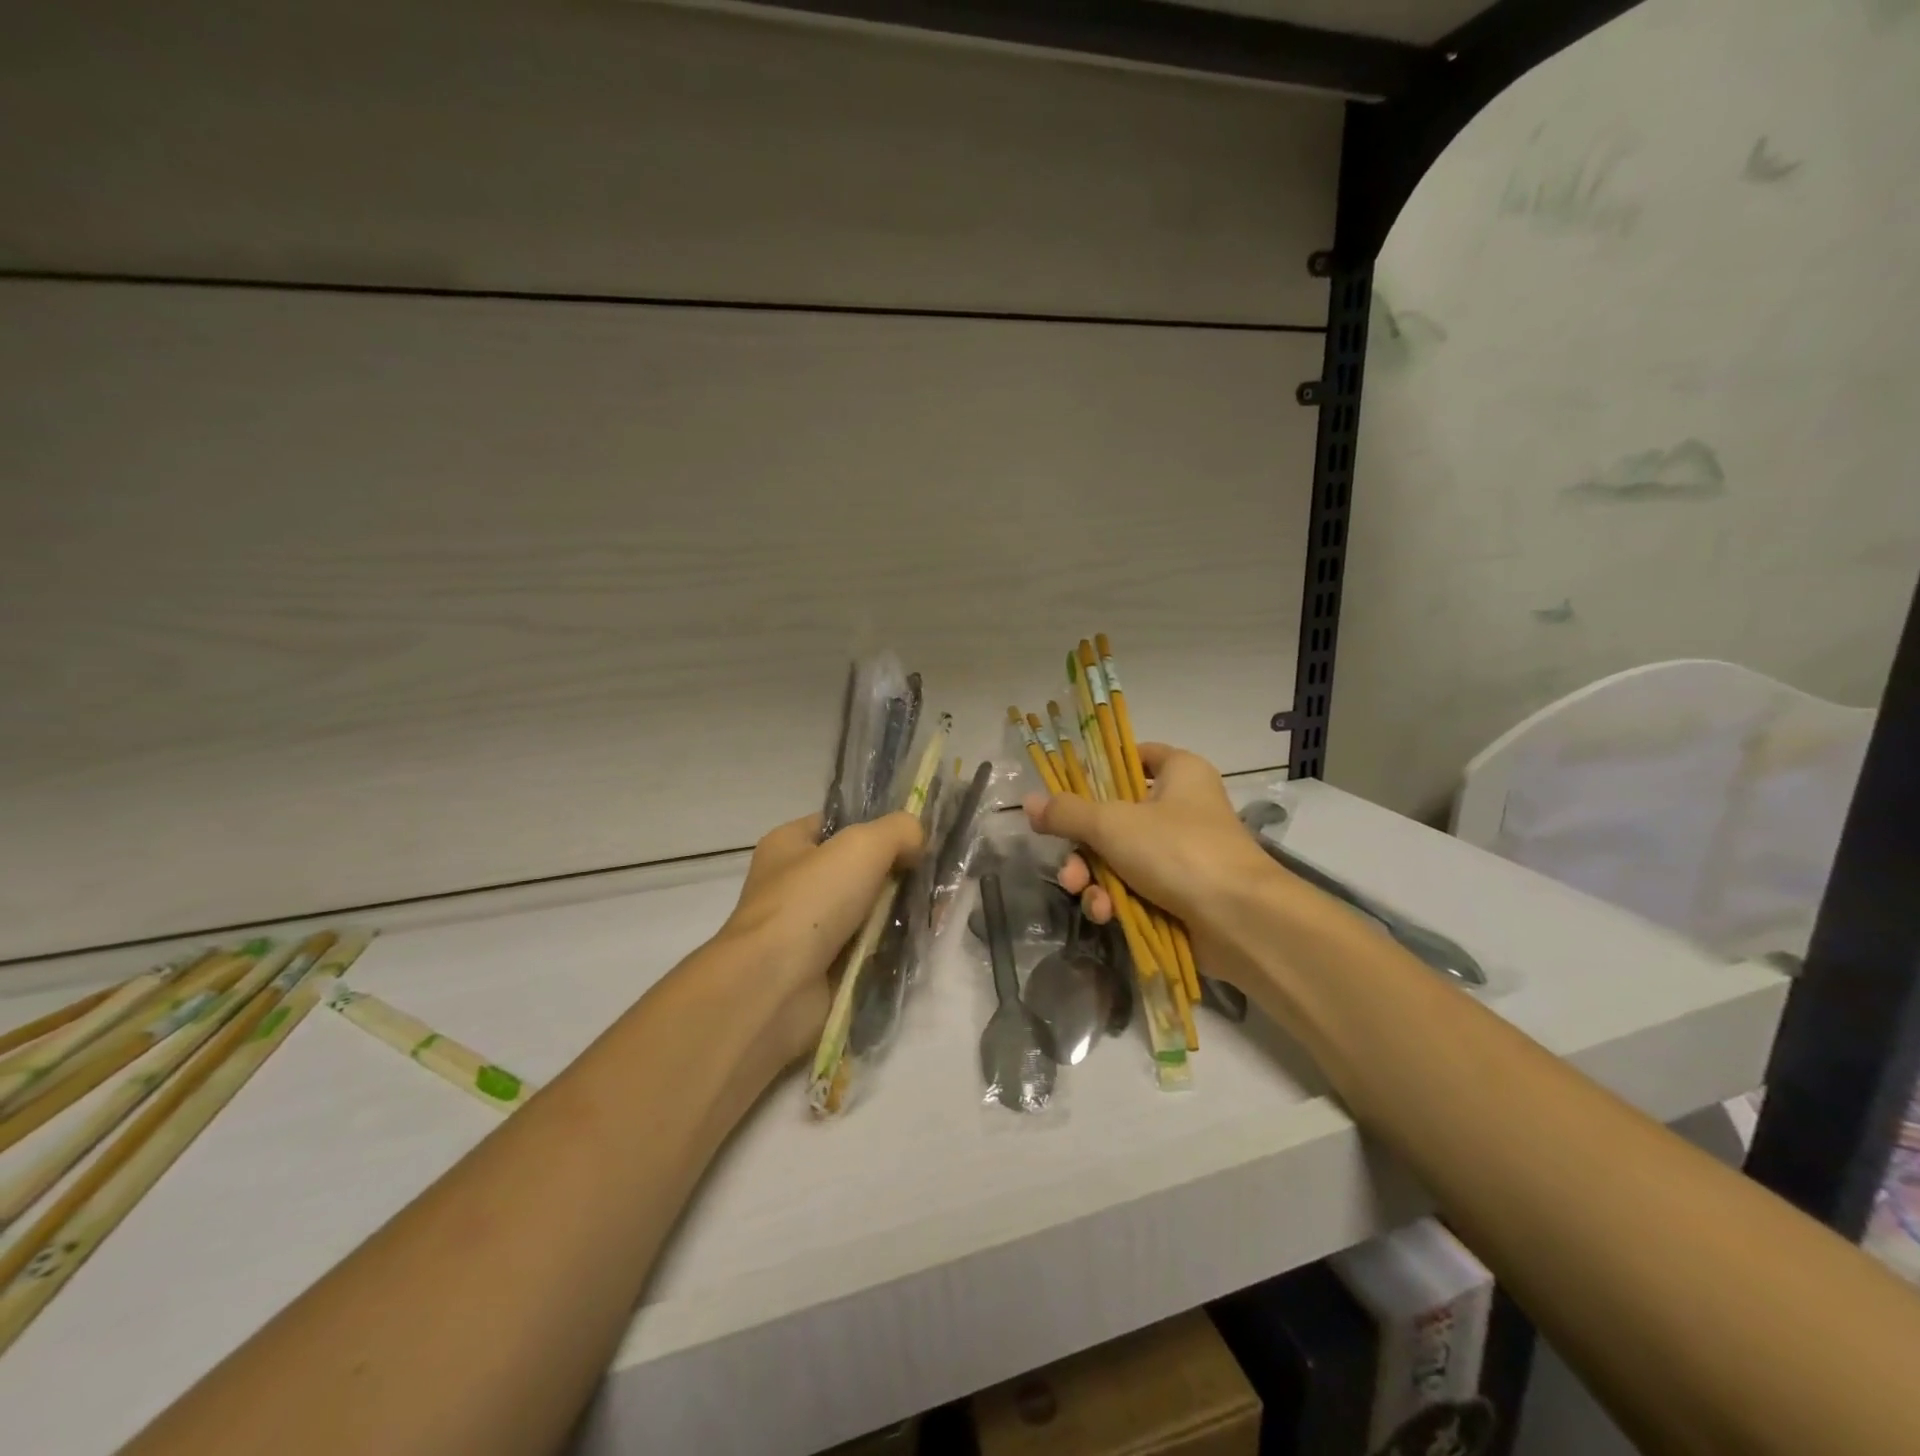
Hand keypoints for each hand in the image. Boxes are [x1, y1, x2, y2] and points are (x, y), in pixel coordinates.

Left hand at [715, 811, 924, 1064]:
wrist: (774, 988)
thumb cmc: (810, 902)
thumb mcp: (862, 845)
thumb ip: (898, 830)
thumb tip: (918, 841)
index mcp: (787, 845)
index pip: (839, 825)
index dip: (877, 827)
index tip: (917, 839)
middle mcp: (794, 884)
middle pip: (859, 870)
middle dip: (896, 875)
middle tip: (933, 881)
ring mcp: (807, 930)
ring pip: (867, 913)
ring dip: (897, 915)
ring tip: (934, 914)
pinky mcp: (822, 970)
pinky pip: (867, 951)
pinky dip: (890, 950)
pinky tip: (919, 945)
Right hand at [1024, 742, 1273, 936]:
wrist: (1239, 921)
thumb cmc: (1178, 850)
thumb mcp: (1112, 824)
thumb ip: (1067, 813)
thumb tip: (1028, 803)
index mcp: (1179, 773)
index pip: (1135, 756)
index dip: (1101, 769)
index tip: (1068, 791)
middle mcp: (1182, 808)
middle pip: (1116, 816)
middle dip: (1084, 847)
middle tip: (1068, 866)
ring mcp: (1182, 854)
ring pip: (1120, 858)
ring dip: (1094, 878)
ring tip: (1084, 893)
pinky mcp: (1181, 893)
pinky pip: (1137, 888)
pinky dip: (1117, 900)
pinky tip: (1106, 914)